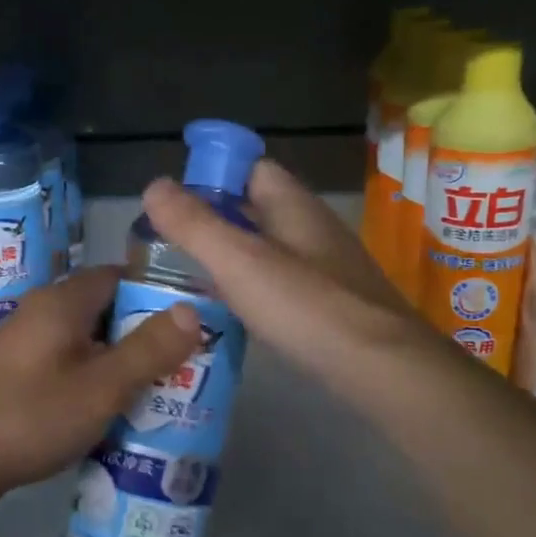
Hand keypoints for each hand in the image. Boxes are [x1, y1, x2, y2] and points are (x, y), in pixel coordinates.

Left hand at [0, 268, 199, 510]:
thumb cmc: (29, 416)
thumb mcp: (101, 387)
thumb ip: (148, 349)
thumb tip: (192, 310)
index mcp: (61, 302)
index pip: (120, 277)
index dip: (159, 295)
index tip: (193, 323)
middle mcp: (41, 314)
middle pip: (105, 311)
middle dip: (145, 336)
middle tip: (185, 367)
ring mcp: (24, 347)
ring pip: (86, 344)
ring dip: (120, 365)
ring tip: (160, 394)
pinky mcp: (15, 378)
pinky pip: (66, 369)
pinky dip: (93, 384)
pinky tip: (113, 415)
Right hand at [141, 159, 452, 413]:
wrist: (382, 368)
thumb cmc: (306, 306)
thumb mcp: (239, 262)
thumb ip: (194, 224)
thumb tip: (153, 185)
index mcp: (293, 205)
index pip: (251, 167)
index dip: (213, 175)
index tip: (174, 202)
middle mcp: (312, 228)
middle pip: (256, 208)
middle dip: (213, 220)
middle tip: (168, 245)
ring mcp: (325, 266)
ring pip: (267, 247)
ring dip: (230, 256)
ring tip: (188, 279)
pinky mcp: (330, 303)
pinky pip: (280, 282)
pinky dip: (251, 288)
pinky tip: (231, 312)